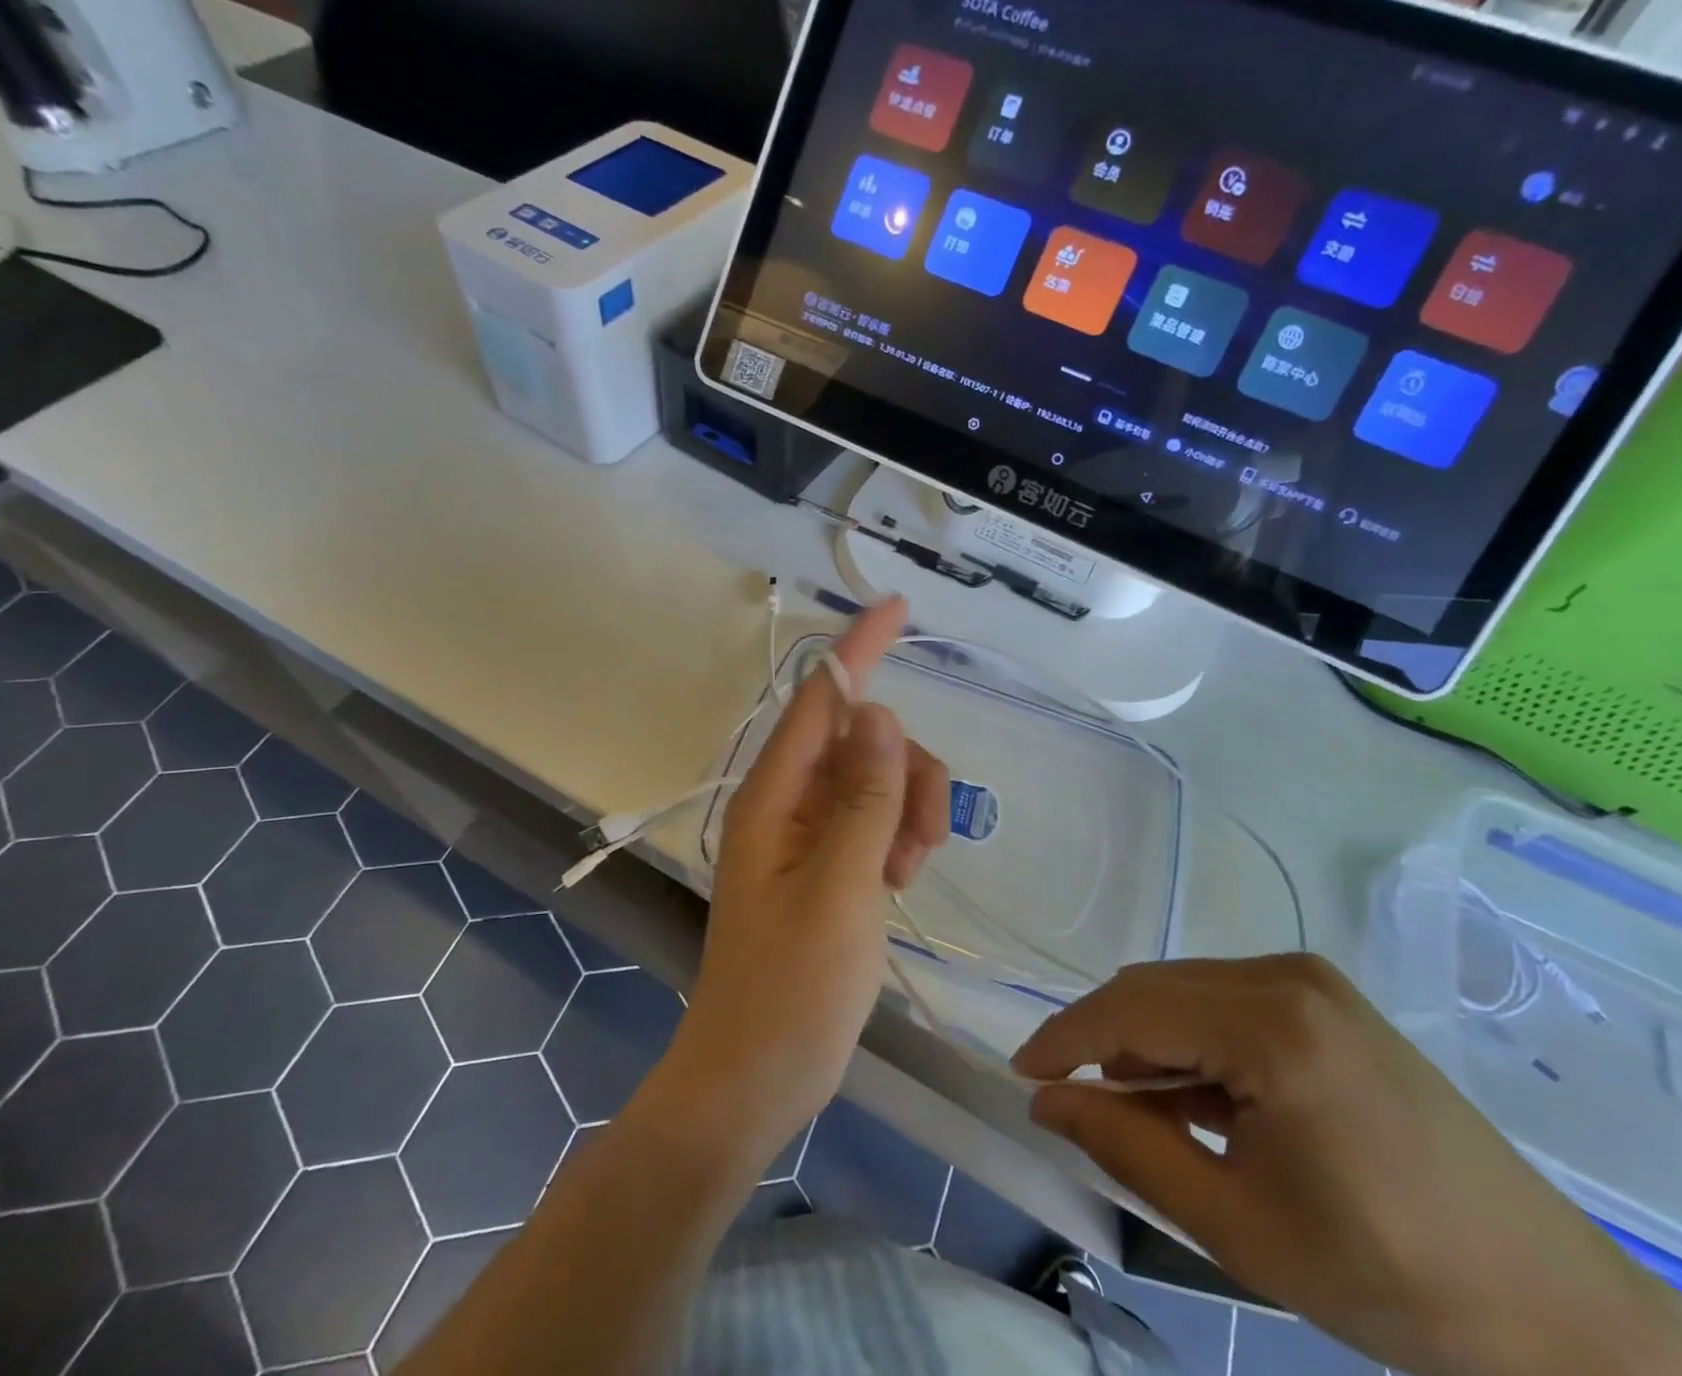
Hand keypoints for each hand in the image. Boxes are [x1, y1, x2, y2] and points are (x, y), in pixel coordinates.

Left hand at [666, 598, 950, 1169]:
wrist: (758, 1075)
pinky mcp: (828, 863)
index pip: (822, 699)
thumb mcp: (841, 888)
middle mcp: (789, 801)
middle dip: (909, 773)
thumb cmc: (792, 988)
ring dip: (910, 811)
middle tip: (924, 841)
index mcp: (774, 795)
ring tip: (908, 874)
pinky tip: (900, 882)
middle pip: (865, 741)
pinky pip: (876, 820)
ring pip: (879, 781)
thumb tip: (879, 712)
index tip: (897, 606)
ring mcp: (809, 833)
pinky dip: (899, 838)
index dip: (860, 648)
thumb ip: (863, 797)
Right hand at [1013, 955, 1681, 1375]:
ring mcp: (1310, 978)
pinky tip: (1197, 1096)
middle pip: (1155, 988)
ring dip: (1147, 1040)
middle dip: (1102, 1039)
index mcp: (1271, 1025)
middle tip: (1073, 1101)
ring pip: (1185, 990)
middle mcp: (1286, 975)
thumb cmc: (1389, 1278)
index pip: (1131, 1009)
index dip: (1065, 1039)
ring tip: (1140, 1112)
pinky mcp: (1325, 995)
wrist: (1552, 1306)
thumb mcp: (1237, 1227)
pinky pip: (1224, 999)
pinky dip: (1190, 1039)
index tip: (1022, 1074)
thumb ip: (1128, 1148)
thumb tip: (1047, 1101)